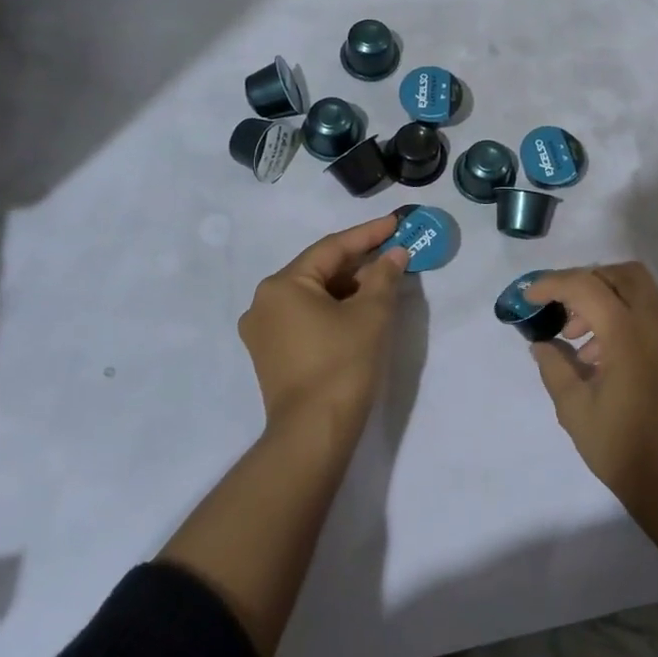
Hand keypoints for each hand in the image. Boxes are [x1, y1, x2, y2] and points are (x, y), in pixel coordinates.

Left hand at [239, 216, 408, 438]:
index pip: (332, 249)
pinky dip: (332, 309)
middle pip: (319, 271)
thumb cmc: (342, 364)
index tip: (395, 222)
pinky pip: (304, 317)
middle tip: (393, 253)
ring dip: (348, 287)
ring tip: (382, 283)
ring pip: (312, 295)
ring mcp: (262, 331)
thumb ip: (384, 276)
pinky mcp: (270, 354)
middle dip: (358, 263)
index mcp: (282, 285)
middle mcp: (263, 302)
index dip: (368, 234)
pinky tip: (359, 311)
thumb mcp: (372, 314)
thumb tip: (394, 254)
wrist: (313, 434)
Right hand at [524, 263, 657, 512]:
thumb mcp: (574, 409)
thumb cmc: (622, 449)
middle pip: (622, 274)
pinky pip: (647, 314)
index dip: (553, 284)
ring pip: (638, 290)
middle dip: (586, 280)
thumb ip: (554, 366)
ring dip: (604, 298)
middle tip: (560, 307)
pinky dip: (621, 316)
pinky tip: (598, 355)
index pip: (587, 286)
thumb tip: (542, 342)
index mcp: (629, 336)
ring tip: (575, 338)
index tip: (529, 298)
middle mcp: (656, 325)